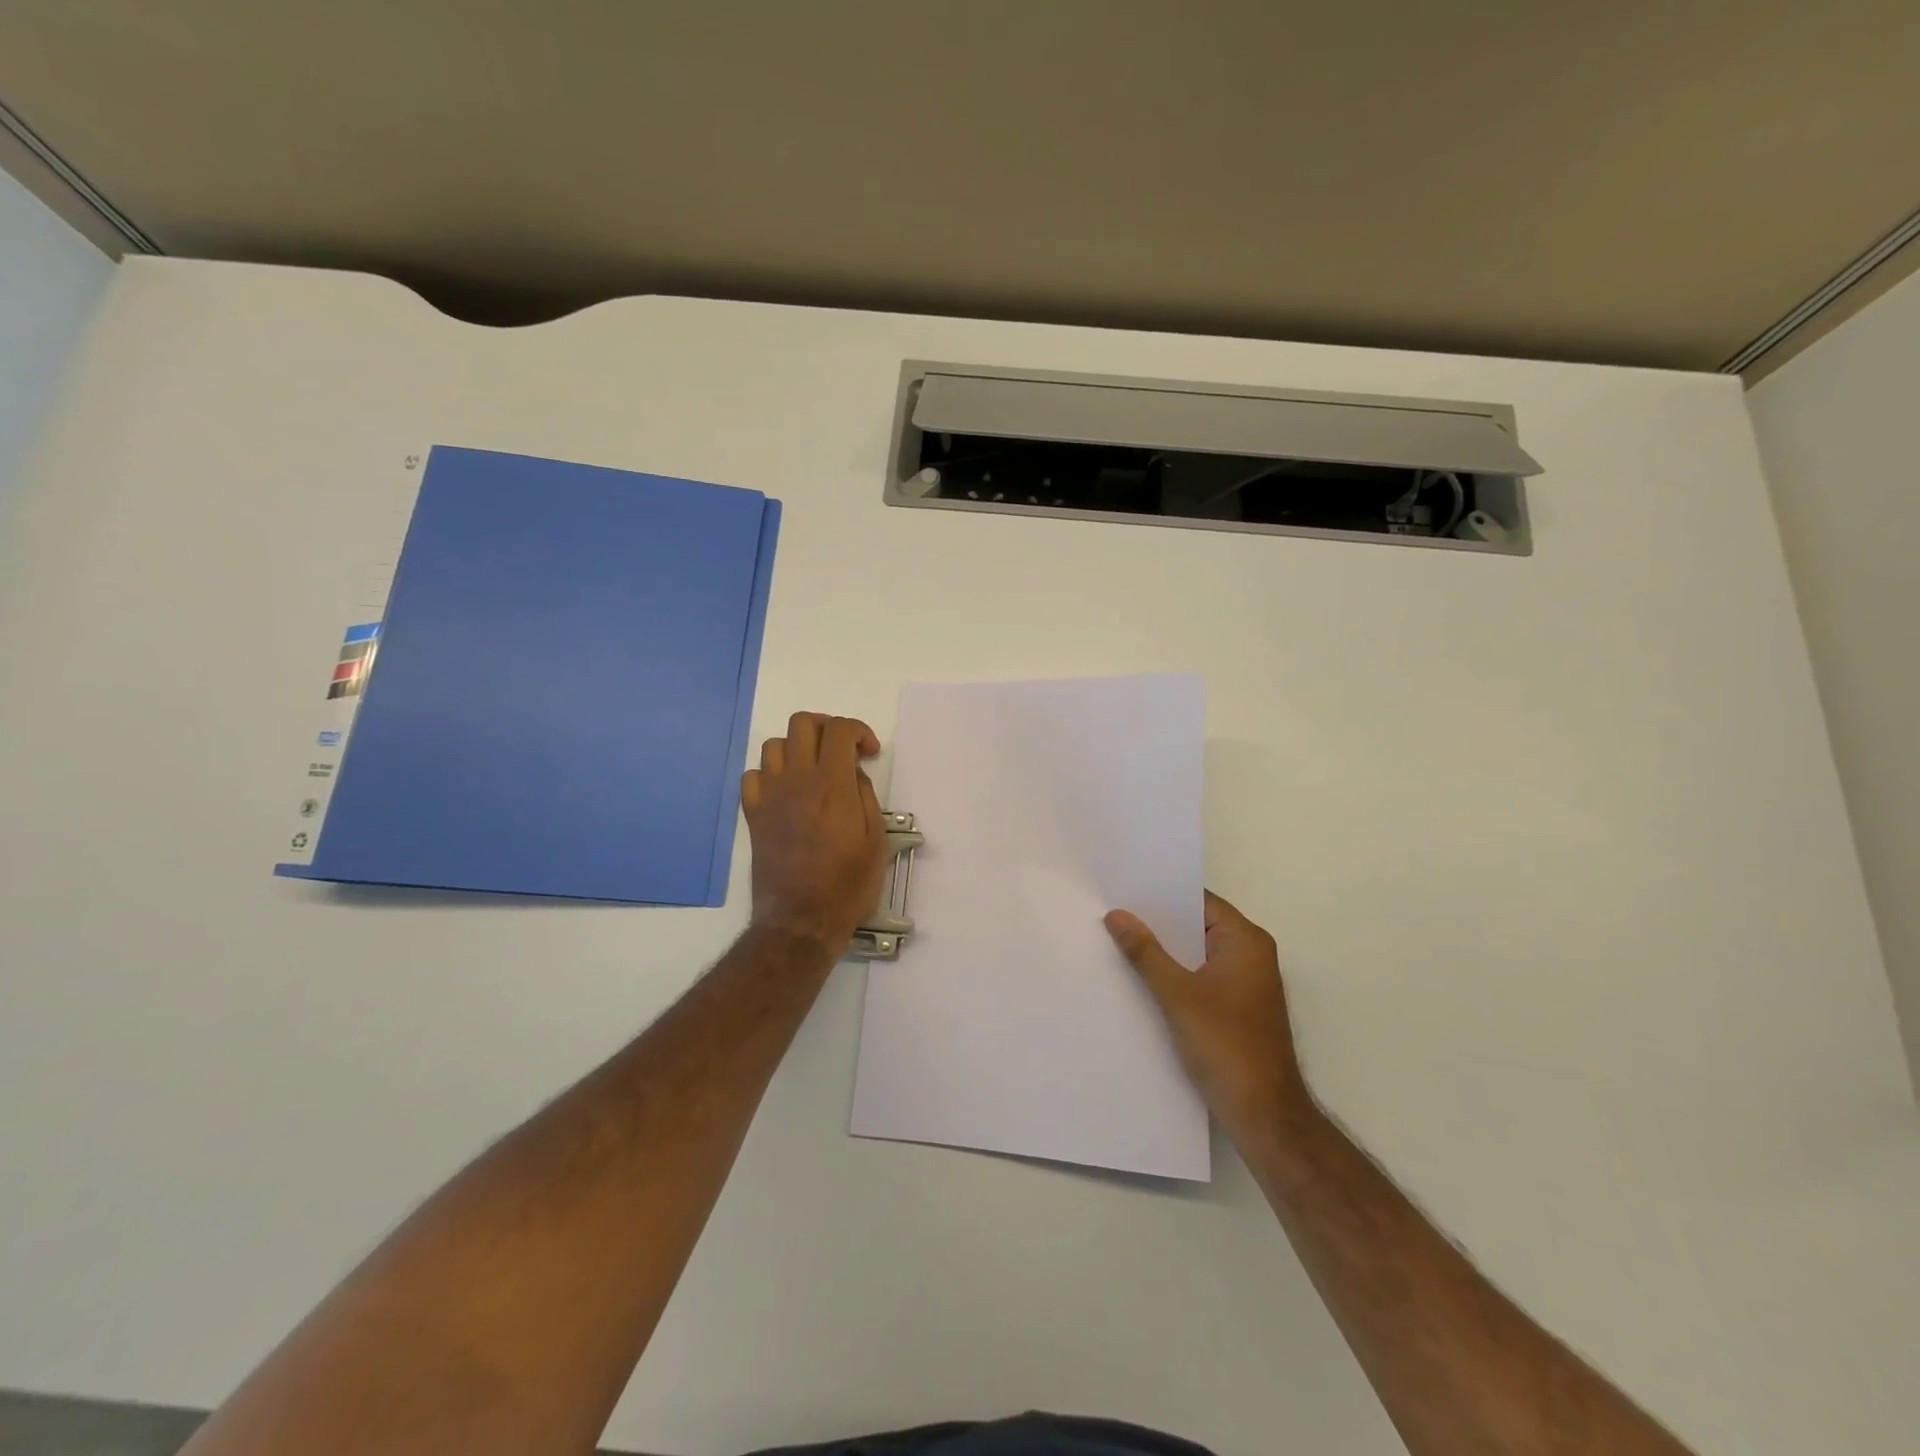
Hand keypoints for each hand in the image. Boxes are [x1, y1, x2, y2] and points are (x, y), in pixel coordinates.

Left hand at [741, 712, 888, 950]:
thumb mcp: (876, 840)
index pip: (839, 729)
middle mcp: (797, 781)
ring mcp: (770, 796)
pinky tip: (786, 792)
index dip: (858, 730)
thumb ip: (866, 796)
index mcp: (832, 785)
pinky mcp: (753, 815)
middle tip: (842, 752)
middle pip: (802, 724)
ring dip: (798, 748)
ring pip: (775, 745)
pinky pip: (752, 776)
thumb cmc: (847, 885)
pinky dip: (770, 774)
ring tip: (814, 770)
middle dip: (827, 728)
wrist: (801, 921)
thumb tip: (853, 773)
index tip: (869, 753)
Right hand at [1105, 892, 1308, 1138]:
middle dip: (1157, 924)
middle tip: (1112, 914)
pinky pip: (1198, 977)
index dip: (1161, 894)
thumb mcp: (1177, 995)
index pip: (1199, 901)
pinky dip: (1173, 975)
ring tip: (1117, 941)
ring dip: (1163, 952)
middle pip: (1196, 926)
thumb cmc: (1226, 1046)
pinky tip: (1139, 978)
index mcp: (1246, 941)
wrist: (1264, 1116)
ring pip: (1195, 954)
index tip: (1123, 889)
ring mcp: (1244, 983)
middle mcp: (1250, 955)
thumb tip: (1117, 915)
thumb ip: (1145, 952)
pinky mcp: (1235, 1008)